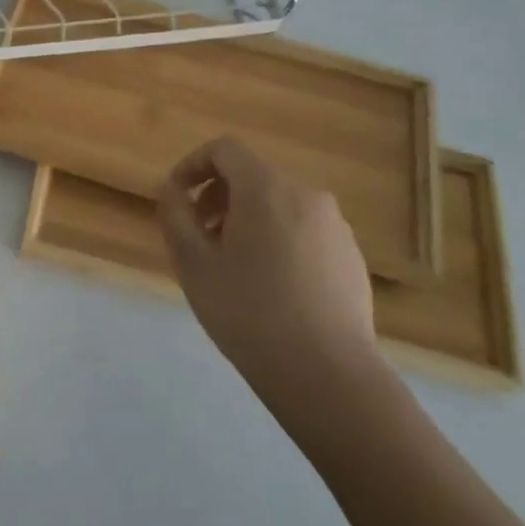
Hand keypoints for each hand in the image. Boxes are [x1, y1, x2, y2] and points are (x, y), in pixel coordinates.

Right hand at [156, 134, 377, 402]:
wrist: (328, 375)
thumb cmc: (248, 311)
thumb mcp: (192, 262)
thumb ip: (175, 215)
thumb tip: (172, 191)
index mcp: (266, 188)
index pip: (224, 150)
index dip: (192, 165)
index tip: (176, 198)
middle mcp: (306, 195)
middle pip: (252, 176)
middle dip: (218, 198)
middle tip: (199, 237)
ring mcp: (335, 227)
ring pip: (279, 205)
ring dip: (247, 220)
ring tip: (232, 266)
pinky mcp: (352, 258)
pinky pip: (304, 231)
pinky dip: (278, 241)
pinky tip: (270, 287)